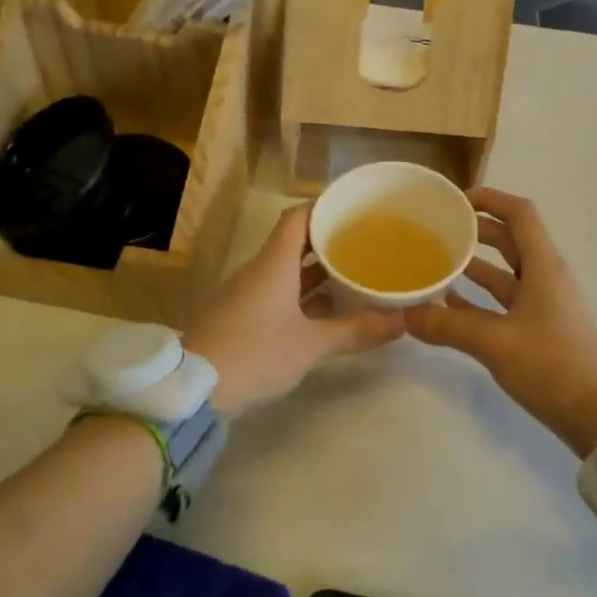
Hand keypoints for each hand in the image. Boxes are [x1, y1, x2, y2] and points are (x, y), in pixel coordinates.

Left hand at [186, 204, 402, 416]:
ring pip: (286, 270)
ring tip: (353, 272)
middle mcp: (260, 270)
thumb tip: (401, 322)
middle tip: (365, 242)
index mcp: (274, 263)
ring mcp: (248, 293)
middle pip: (294, 242)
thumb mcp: (311, 345)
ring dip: (316, 271)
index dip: (323, 207)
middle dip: (328, 242)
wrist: (195, 389)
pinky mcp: (242, 316)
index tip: (353, 208)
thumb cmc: (256, 353)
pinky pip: (277, 292)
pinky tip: (327, 309)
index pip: (298, 217)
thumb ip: (355, 331)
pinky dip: (302, 294)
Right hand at [404, 187, 596, 457]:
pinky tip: (449, 306)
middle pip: (511, 240)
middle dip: (476, 231)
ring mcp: (544, 306)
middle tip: (438, 230)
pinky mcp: (539, 331)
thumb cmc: (552, 366)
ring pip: (505, 273)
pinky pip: (504, 303)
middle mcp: (545, 278)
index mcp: (543, 267)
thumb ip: (448, 326)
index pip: (520, 213)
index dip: (490, 199)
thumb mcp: (495, 343)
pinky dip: (479, 299)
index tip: (455, 201)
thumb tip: (406, 316)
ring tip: (436, 263)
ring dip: (475, 266)